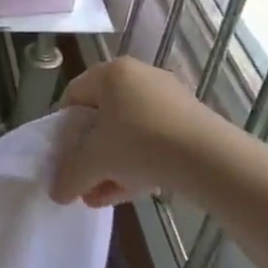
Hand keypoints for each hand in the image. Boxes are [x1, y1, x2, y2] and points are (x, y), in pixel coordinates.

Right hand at [51, 57, 232, 206]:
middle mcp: (138, 76)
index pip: (73, 96)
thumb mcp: (95, 161)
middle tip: (84, 181)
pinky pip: (153, 140)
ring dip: (112, 164)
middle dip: (90, 154)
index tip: (64, 158)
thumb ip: (70, 174)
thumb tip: (55, 193)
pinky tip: (131, 191)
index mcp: (110, 72)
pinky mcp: (190, 121)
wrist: (212, 159)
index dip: (63, 130)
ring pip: (128, 132)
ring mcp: (168, 98)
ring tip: (103, 195)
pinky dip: (138, 162)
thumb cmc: (141, 143)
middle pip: (102, 117)